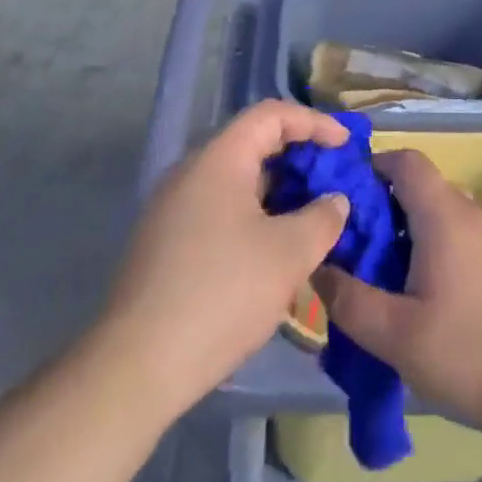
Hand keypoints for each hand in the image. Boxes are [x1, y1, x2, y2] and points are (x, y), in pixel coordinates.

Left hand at [101, 101, 350, 416]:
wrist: (136, 366)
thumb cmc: (221, 294)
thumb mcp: (288, 255)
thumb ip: (322, 218)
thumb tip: (334, 201)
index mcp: (219, 159)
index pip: (271, 115)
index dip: (313, 122)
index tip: (345, 145)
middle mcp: (191, 172)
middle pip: (252, 144)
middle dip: (298, 158)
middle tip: (331, 182)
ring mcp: (172, 208)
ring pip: (235, 181)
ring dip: (277, 192)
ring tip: (310, 219)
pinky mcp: (164, 243)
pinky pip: (218, 209)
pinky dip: (253, 215)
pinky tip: (272, 252)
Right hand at [313, 150, 481, 436]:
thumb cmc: (474, 353)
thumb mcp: (397, 335)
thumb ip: (350, 301)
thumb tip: (318, 269)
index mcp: (444, 214)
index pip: (406, 160)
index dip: (371, 167)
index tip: (342, 200)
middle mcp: (473, 214)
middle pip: (421, 192)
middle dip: (382, 214)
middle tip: (354, 254)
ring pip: (442, 222)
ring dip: (409, 241)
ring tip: (384, 286)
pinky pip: (463, 245)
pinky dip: (436, 258)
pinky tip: (427, 306)